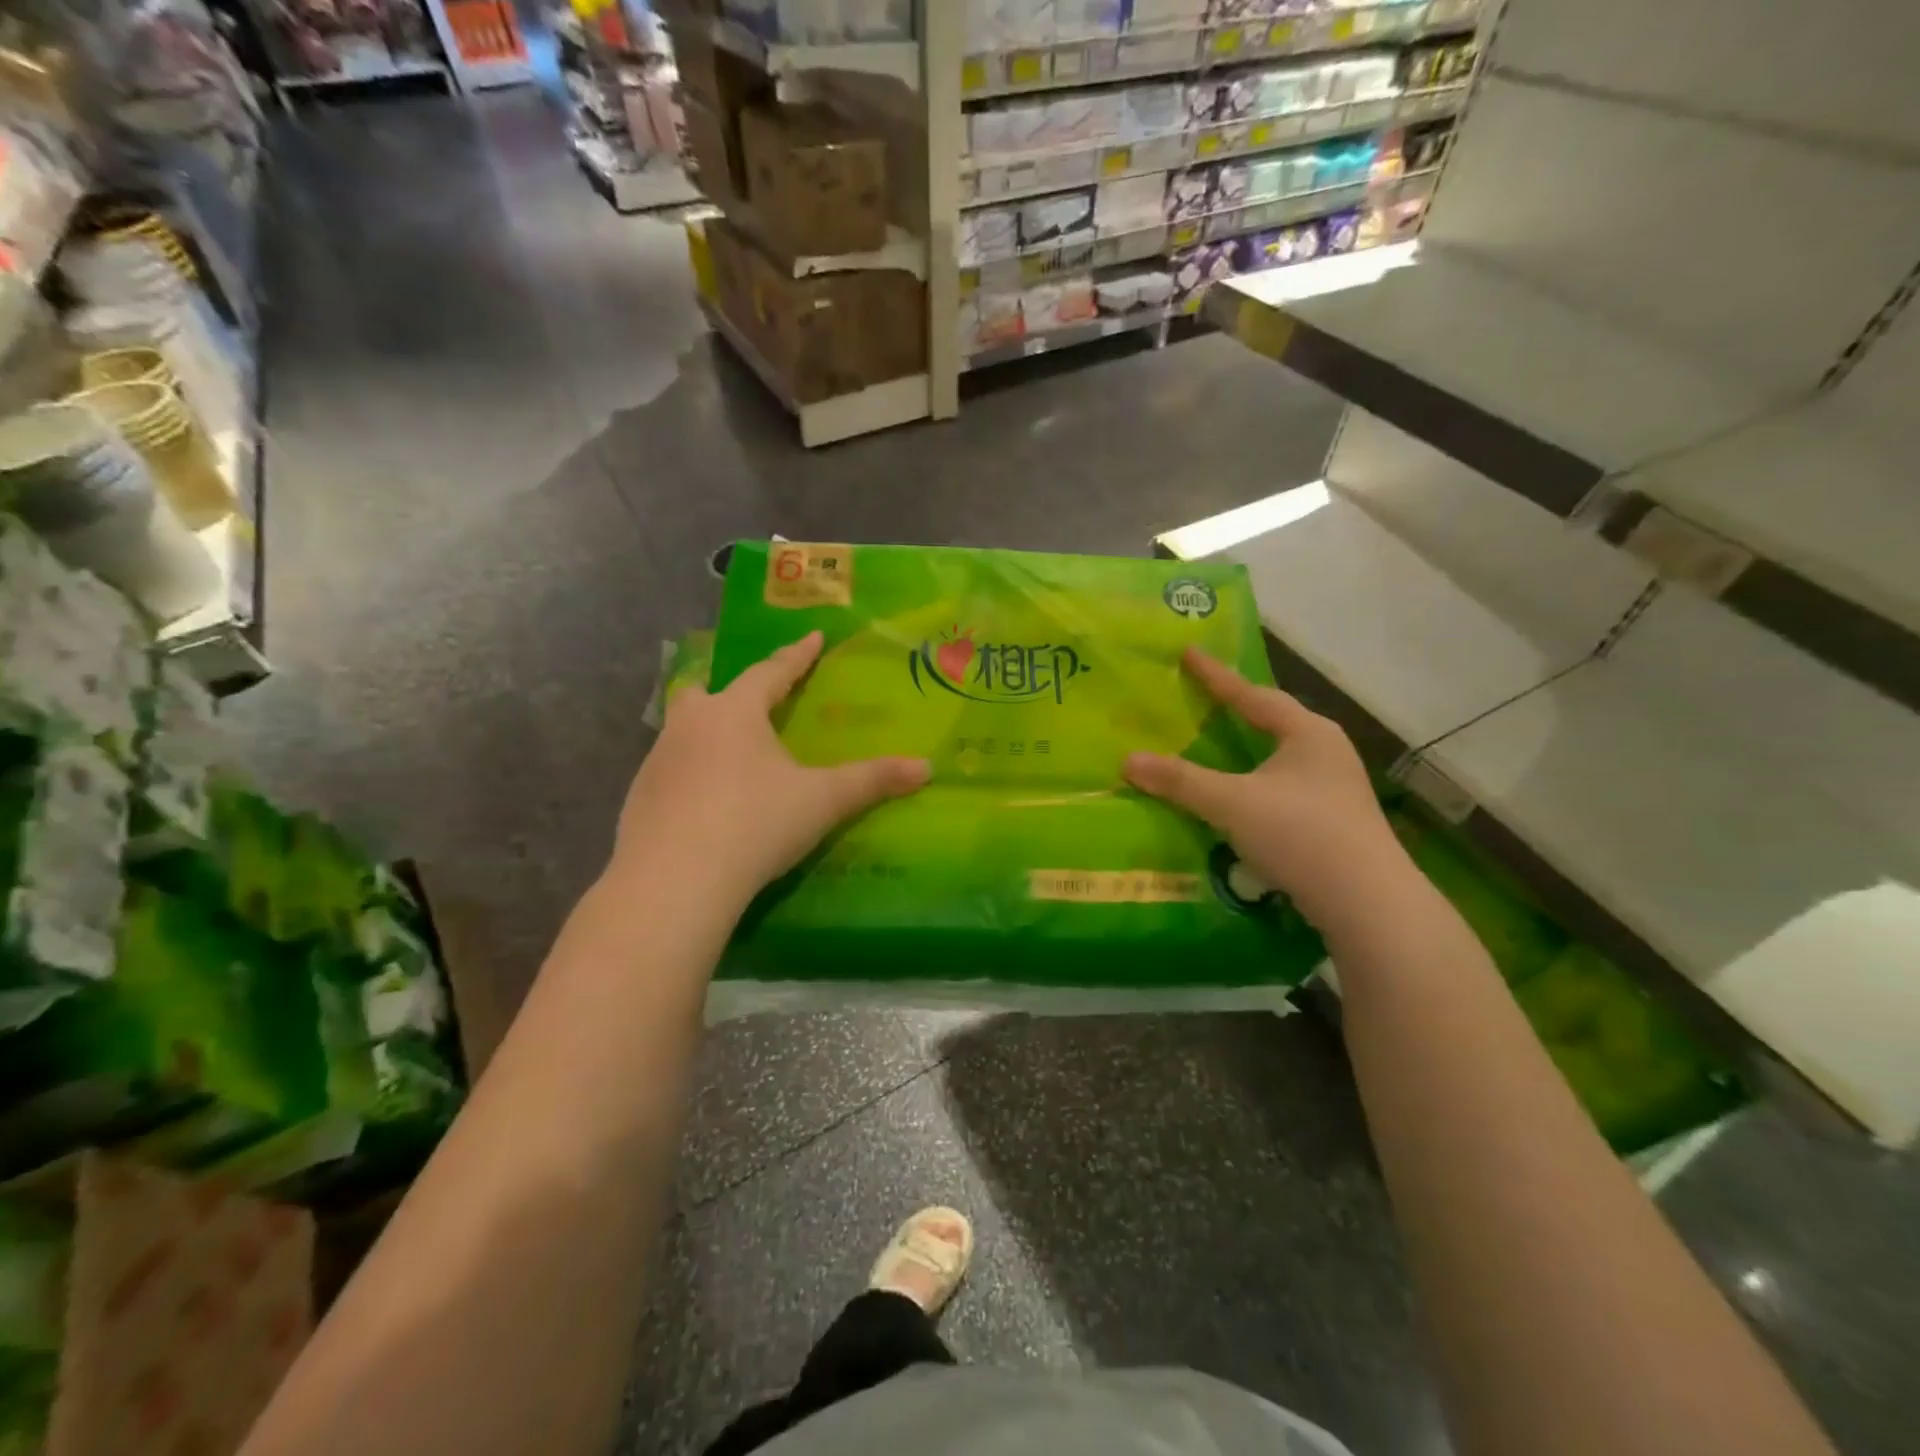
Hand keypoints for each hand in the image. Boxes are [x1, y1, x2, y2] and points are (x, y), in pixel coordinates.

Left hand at [613, 631, 929, 902]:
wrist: (674, 881)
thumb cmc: (755, 823)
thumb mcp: (822, 801)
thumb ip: (872, 781)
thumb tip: (926, 768)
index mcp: (734, 713)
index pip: (771, 673)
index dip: (796, 657)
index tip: (812, 637)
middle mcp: (690, 726)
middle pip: (705, 692)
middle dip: (729, 689)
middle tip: (748, 698)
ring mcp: (657, 762)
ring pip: (682, 731)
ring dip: (706, 732)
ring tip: (729, 752)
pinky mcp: (638, 800)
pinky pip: (668, 772)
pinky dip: (689, 775)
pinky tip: (704, 801)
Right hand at [1124, 647, 1413, 932]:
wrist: (1369, 904)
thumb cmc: (1302, 833)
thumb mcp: (1232, 802)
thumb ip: (1180, 781)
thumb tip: (1128, 761)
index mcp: (1308, 733)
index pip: (1253, 695)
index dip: (1217, 676)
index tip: (1189, 652)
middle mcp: (1326, 753)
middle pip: (1273, 722)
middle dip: (1238, 711)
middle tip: (1202, 700)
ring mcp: (1334, 790)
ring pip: (1279, 759)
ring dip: (1247, 753)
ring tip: (1216, 749)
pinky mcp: (1333, 823)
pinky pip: (1282, 790)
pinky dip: (1254, 787)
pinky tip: (1238, 801)